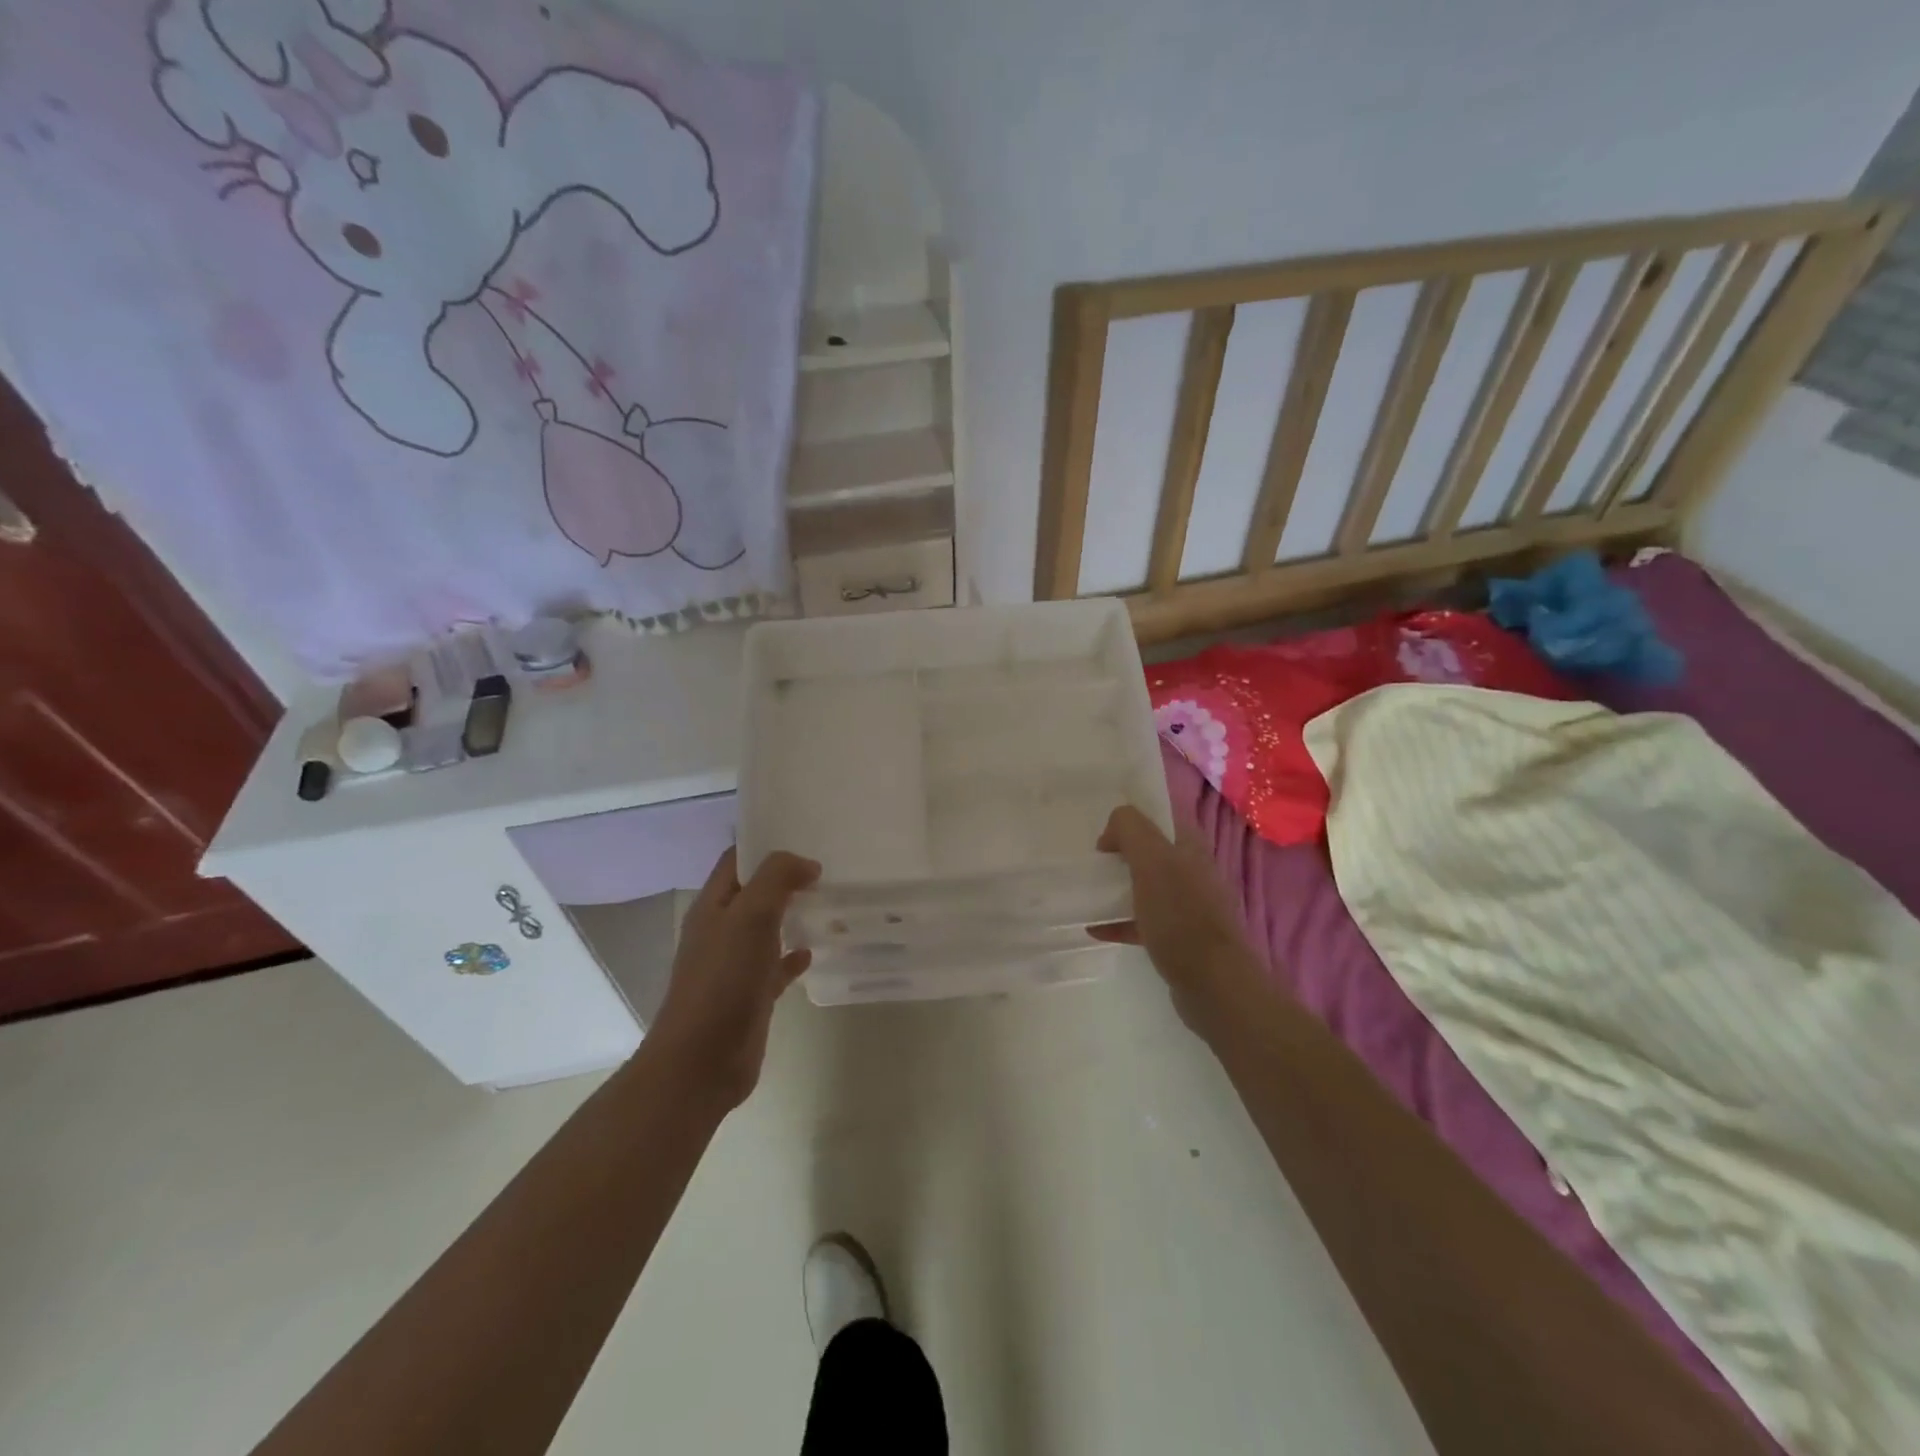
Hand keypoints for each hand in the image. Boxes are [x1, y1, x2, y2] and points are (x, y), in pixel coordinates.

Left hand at [649, 848, 819, 1109]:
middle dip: (786, 878)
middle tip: (827, 865)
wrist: (702, 1061)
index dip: (765, 843)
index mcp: (713, 906)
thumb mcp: (751, 915)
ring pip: (767, 928)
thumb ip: (777, 878)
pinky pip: (776, 967)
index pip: (737, 859)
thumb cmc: (723, 980)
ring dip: (793, 914)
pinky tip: (814, 951)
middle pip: (754, 892)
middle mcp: (721, 930)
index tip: (804, 832)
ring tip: (830, 900)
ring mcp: (735, 964)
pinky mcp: (751, 995)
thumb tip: (807, 864)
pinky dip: (794, 956)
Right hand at [1090, 806, 1267, 1041]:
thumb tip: (1113, 830)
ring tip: (1087, 895)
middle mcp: (1192, 871)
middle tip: (1092, 865)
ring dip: (1117, 888)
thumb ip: (1131, 830)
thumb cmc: (1181, 917)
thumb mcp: (1152, 861)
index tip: (1103, 838)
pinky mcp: (1179, 938)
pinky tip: (1095, 929)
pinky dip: (1119, 922)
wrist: (1213, 984)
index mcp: (1190, 847)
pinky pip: (1143, 921)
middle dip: (1119, 855)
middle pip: (1150, 852)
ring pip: (1146, 887)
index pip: (1159, 817)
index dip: (1130, 820)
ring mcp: (1188, 906)